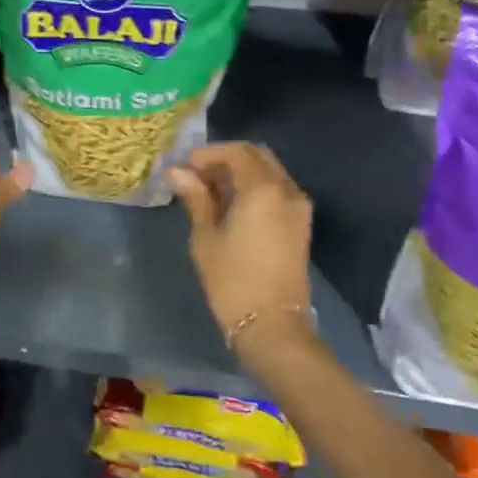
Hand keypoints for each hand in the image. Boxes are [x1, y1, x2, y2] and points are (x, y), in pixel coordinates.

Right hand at [167, 143, 314, 353]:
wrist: (273, 325)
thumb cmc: (232, 281)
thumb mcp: (206, 238)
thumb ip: (196, 199)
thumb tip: (178, 173)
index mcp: (263, 189)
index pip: (236, 152)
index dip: (207, 154)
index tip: (183, 167)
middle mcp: (287, 190)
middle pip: (256, 157)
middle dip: (225, 160)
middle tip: (196, 176)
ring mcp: (298, 207)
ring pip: (269, 173)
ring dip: (240, 174)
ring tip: (209, 192)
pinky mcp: (300, 224)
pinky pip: (277, 191)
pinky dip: (254, 188)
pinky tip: (230, 206)